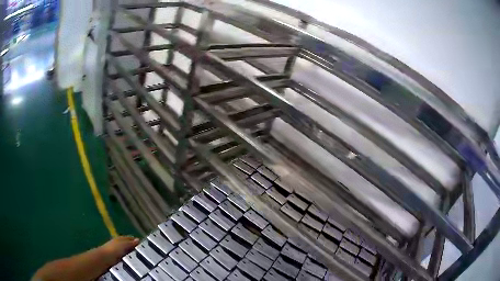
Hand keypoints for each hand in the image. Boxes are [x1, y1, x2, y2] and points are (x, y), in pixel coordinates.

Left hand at [99, 236, 139, 263]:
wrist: (103, 258)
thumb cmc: (113, 250)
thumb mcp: (123, 245)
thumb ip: (130, 243)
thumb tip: (138, 239)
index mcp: (120, 238)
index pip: (129, 238)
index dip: (135, 240)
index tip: (143, 245)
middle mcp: (117, 243)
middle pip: (127, 244)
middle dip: (133, 247)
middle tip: (142, 253)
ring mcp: (115, 250)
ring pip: (125, 251)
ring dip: (130, 253)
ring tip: (137, 258)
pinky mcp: (114, 258)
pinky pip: (123, 257)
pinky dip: (127, 258)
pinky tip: (130, 262)